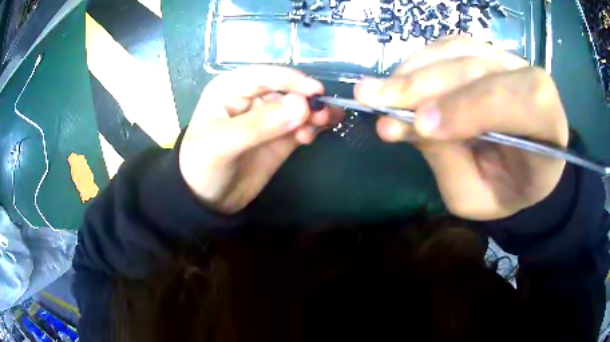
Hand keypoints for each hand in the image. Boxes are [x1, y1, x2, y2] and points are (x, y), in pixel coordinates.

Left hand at [179, 66, 341, 213]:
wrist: (207, 200)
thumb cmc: (202, 165)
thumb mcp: (223, 143)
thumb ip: (260, 124)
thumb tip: (303, 106)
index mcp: (230, 89)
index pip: (264, 76)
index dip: (291, 80)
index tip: (316, 92)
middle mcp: (251, 98)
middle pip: (286, 90)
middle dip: (305, 99)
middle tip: (323, 114)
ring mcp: (267, 118)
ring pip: (297, 107)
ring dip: (313, 113)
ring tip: (323, 124)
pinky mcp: (279, 137)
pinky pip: (301, 126)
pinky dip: (312, 127)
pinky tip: (314, 135)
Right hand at [356, 37, 568, 220]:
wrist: (524, 169)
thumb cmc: (505, 190)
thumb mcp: (475, 196)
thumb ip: (447, 160)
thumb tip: (400, 122)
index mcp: (548, 126)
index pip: (518, 100)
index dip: (469, 106)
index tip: (419, 128)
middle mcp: (533, 82)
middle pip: (478, 69)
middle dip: (425, 84)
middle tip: (373, 99)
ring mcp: (509, 61)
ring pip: (459, 51)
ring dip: (414, 70)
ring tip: (378, 91)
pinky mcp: (487, 53)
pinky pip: (451, 46)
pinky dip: (421, 61)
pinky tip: (399, 79)